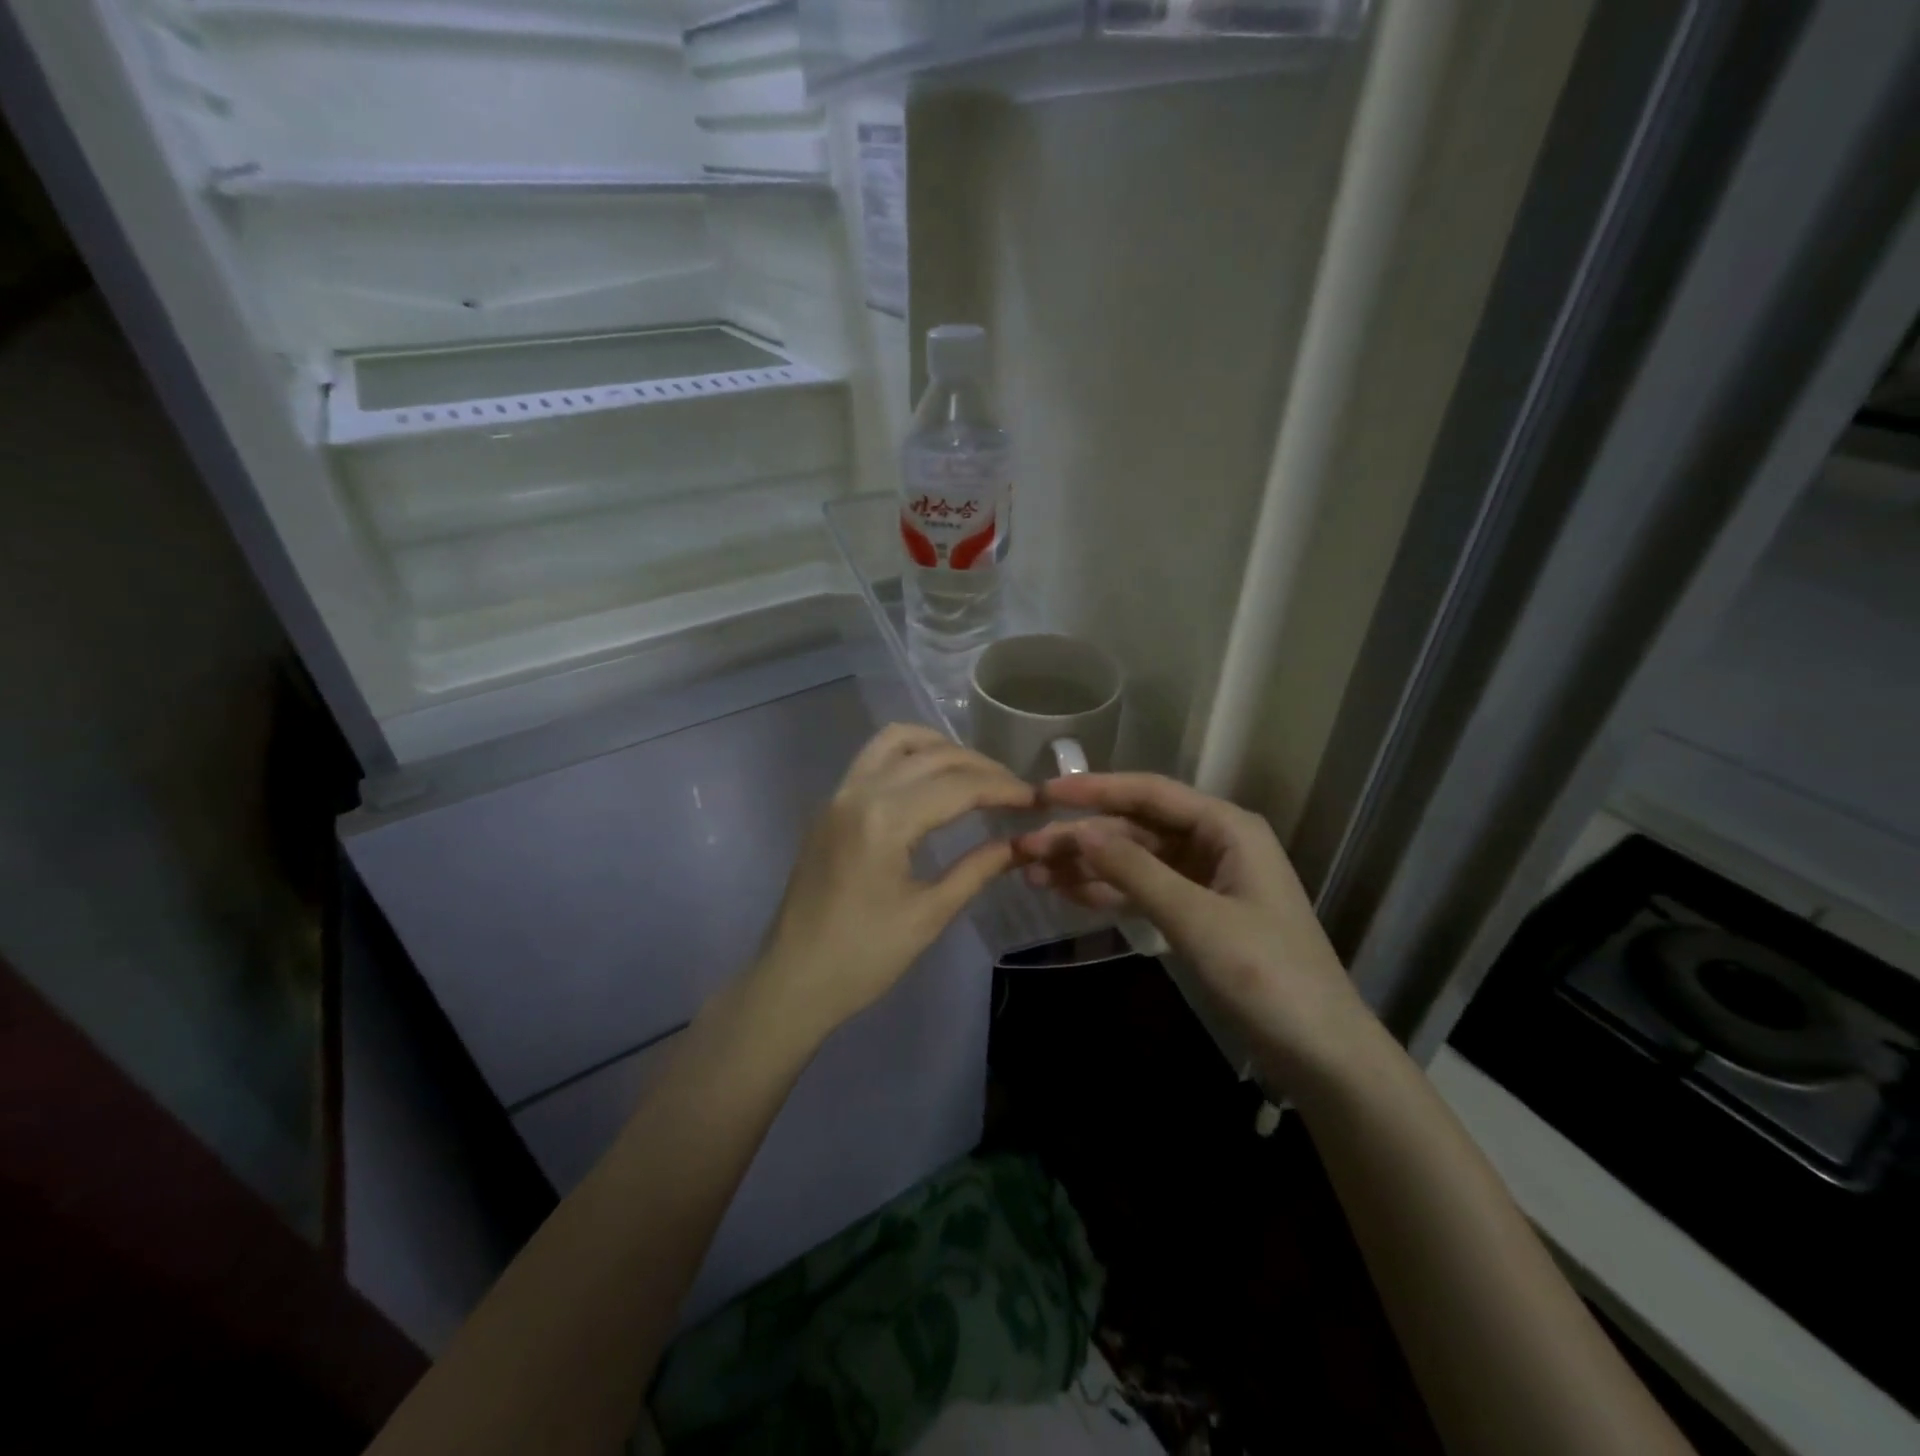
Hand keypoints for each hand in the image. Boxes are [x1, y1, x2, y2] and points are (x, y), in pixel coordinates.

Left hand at [751, 724, 1034, 1043]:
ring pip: (896, 741)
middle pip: (932, 756)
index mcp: (885, 820)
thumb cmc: (863, 957)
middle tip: (1014, 791)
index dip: (1003, 789)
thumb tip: (1020, 844)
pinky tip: (930, 781)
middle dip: (980, 767)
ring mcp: (839, 795)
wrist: (792, 981)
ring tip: (973, 774)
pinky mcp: (830, 806)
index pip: (958, 786)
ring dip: (940, 747)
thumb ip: (977, 869)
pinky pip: (872, 758)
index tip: (1036, 800)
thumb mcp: (929, 915)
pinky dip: (908, 755)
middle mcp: (860, 792)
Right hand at [1014, 774, 1377, 1086]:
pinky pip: (1144, 891)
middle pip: (1136, 828)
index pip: (1149, 793)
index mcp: (1227, 827)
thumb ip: (1136, 871)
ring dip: (1087, 866)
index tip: (1042, 793)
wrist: (1320, 1052)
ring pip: (1135, 860)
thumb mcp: (1197, 918)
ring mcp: (1205, 880)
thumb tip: (1080, 832)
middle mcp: (1215, 843)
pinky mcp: (1197, 914)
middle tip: (1025, 848)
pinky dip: (1108, 892)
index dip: (1094, 790)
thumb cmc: (1268, 975)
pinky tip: (1068, 894)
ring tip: (1032, 873)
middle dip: (1082, 837)